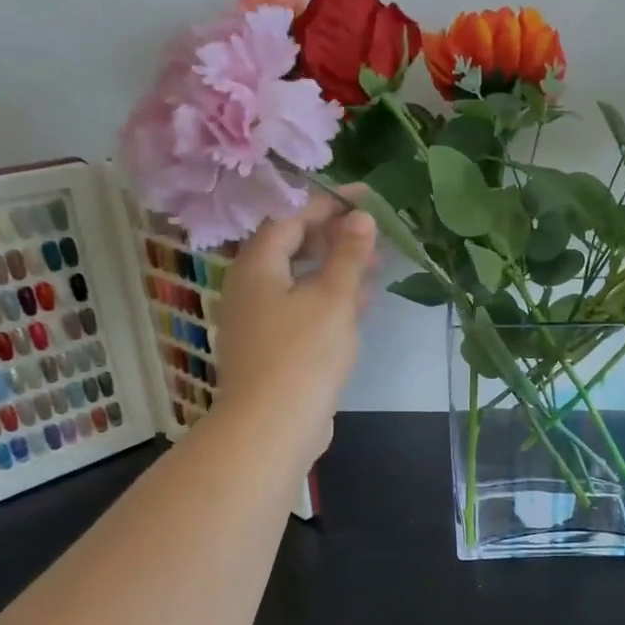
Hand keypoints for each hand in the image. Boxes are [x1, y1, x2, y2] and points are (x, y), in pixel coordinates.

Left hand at [210, 190, 376, 462]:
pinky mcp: (272, 349)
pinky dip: (329, 301)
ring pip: (299, 282)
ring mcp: (258, 321)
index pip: (291, 219)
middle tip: (372, 236)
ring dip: (335, 271)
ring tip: (374, 269)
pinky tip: (359, 309)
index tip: (365, 197)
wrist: (272, 427)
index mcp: (257, 267)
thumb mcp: (332, 298)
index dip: (328, 205)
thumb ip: (348, 256)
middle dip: (334, 239)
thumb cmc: (302, 354)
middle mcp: (250, 288)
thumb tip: (360, 218)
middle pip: (292, 249)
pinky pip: (302, 310)